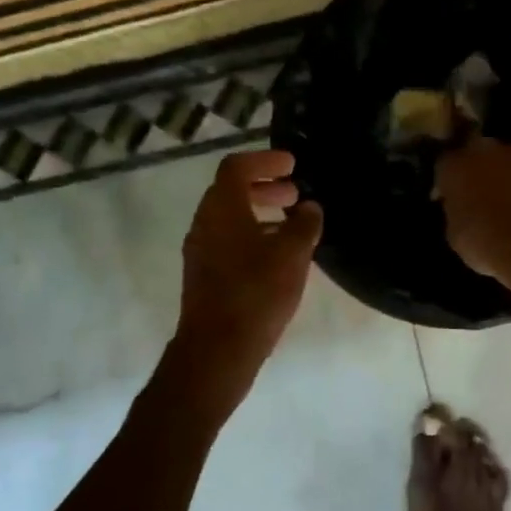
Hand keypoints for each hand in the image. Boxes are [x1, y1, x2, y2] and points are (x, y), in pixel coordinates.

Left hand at [175, 150, 323, 374]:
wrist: (216, 350)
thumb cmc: (256, 293)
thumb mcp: (291, 255)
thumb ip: (304, 225)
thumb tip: (310, 208)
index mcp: (221, 209)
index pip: (236, 167)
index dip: (265, 160)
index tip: (292, 165)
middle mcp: (204, 223)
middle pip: (231, 191)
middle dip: (264, 187)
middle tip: (294, 194)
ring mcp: (200, 251)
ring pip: (230, 219)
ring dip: (259, 213)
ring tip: (291, 226)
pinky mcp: (204, 276)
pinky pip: (228, 242)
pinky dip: (252, 236)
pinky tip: (276, 257)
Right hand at [435, 138, 510, 290]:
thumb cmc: (487, 246)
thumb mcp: (455, 234)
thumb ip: (456, 210)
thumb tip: (463, 206)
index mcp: (455, 167)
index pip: (445, 164)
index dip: (448, 181)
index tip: (450, 198)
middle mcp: (484, 150)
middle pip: (477, 153)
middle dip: (478, 170)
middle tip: (483, 196)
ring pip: (508, 158)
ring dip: (507, 173)